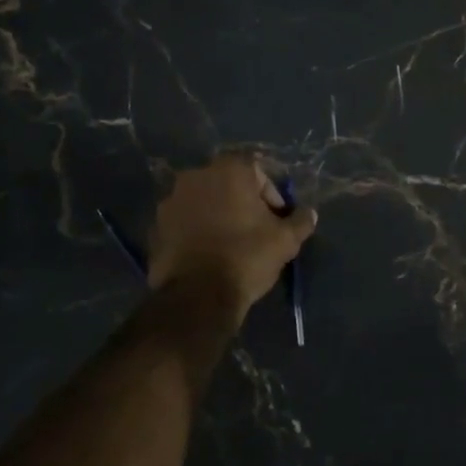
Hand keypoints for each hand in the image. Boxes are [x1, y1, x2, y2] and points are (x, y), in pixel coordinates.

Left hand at [148, 154, 315, 324]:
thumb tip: (310, 214)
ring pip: (202, 201)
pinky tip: (208, 255)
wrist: (197, 296)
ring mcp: (170, 201)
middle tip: (255, 230)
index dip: (270, 193)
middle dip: (242, 202)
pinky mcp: (155, 226)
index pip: (256, 169)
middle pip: (226, 183)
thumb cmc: (246, 257)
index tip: (275, 219)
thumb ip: (300, 221)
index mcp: (228, 170)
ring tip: (229, 244)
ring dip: (216, 215)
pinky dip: (195, 231)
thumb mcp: (285, 241)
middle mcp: (195, 176)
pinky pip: (184, 222)